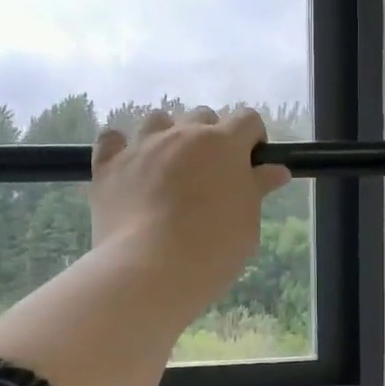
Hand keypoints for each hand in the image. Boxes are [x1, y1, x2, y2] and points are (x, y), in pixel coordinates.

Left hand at [91, 106, 291, 311]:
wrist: (151, 268)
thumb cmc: (214, 248)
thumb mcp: (248, 222)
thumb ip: (257, 189)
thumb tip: (275, 171)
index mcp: (224, 144)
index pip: (247, 120)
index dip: (252, 138)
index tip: (251, 164)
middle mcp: (182, 134)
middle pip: (202, 116)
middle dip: (210, 137)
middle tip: (210, 174)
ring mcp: (142, 146)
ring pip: (158, 121)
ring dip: (167, 136)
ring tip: (169, 168)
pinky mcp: (109, 165)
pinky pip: (112, 139)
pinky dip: (121, 148)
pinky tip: (129, 167)